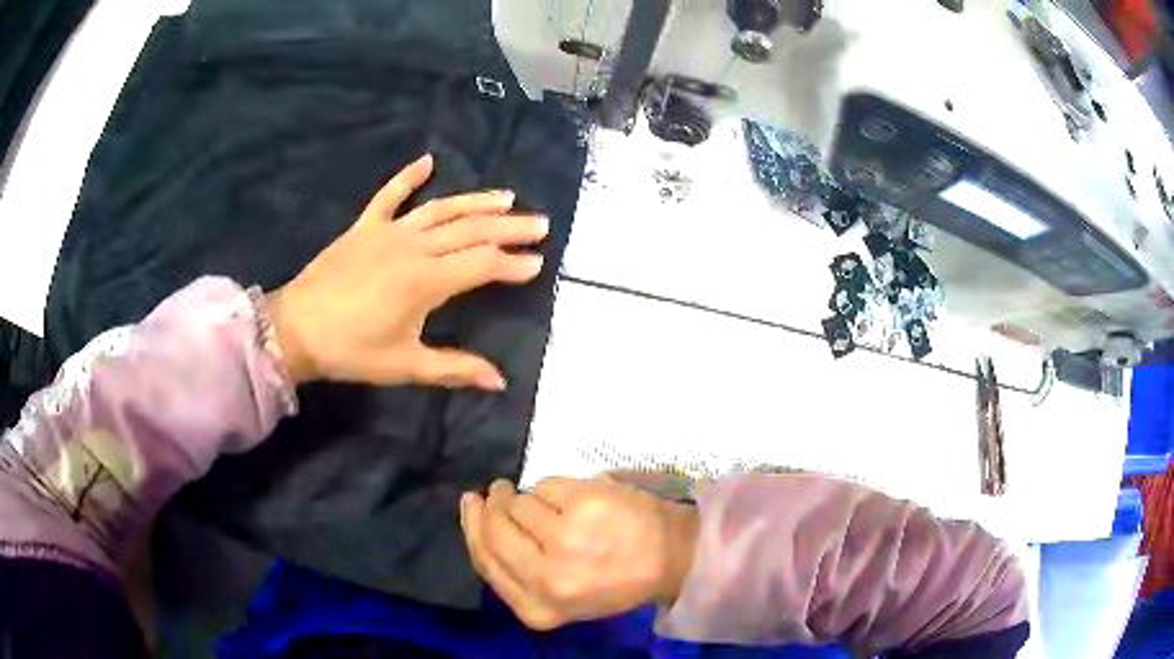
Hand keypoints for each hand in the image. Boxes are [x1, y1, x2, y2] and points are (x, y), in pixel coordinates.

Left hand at [267, 154, 548, 388]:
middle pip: (471, 231)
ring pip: (441, 209)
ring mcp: (388, 231)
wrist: (296, 329)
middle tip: (540, 223)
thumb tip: (499, 381)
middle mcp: (414, 247)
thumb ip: (454, 369)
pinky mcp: (365, 226)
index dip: (513, 264)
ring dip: (476, 201)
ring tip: (507, 197)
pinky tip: (428, 160)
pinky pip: (389, 194)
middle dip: (509, 227)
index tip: (539, 262)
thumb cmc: (351, 350)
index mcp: (426, 281)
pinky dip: (408, 176)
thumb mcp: (405, 365)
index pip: (482, 264)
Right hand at [459, 477, 698, 630]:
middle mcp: (547, 578)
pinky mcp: (585, 504)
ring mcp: (566, 539)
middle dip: (492, 505)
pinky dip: (555, 488)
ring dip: (529, 498)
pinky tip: (578, 499)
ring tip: (558, 507)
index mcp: (539, 608)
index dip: (472, 529)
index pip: (485, 561)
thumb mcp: (559, 598)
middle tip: (499, 491)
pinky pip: (545, 485)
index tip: (472, 506)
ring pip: (518, 504)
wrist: (673, 557)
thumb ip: (516, 569)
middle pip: (494, 530)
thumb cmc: (614, 579)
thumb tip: (478, 517)